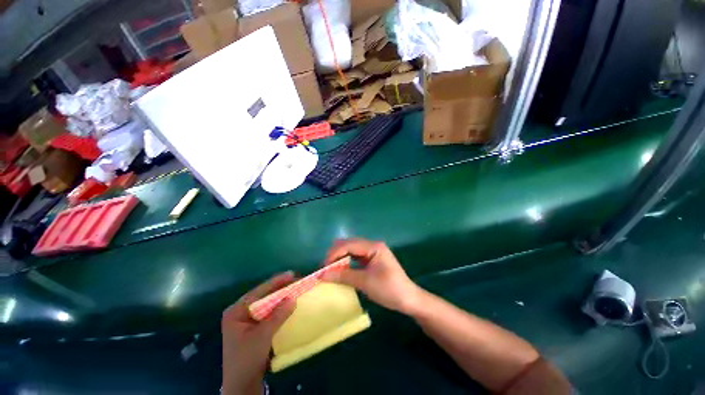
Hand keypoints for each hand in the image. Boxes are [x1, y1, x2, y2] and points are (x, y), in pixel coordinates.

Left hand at [221, 272, 296, 394]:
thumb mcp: (263, 335)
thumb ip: (278, 315)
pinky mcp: (254, 329)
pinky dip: (279, 309)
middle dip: (279, 289)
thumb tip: (293, 298)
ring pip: (267, 305)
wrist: (242, 386)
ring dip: (280, 298)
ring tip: (295, 289)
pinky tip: (289, 305)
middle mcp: (240, 313)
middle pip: (263, 296)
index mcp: (236, 311)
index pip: (258, 292)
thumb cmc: (246, 359)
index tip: (291, 274)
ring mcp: (247, 321)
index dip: (276, 282)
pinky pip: (268, 314)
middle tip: (296, 280)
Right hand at [321, 238, 422, 314]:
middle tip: (326, 268)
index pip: (349, 244)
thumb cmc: (389, 289)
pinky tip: (341, 270)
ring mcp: (372, 252)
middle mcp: (372, 245)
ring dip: (340, 258)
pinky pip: (356, 256)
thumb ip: (344, 276)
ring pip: (351, 250)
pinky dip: (347, 262)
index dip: (334, 253)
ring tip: (331, 270)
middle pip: (349, 244)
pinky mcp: (372, 259)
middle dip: (336, 254)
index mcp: (373, 247)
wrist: (409, 299)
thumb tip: (322, 274)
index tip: (324, 267)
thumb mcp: (365, 282)